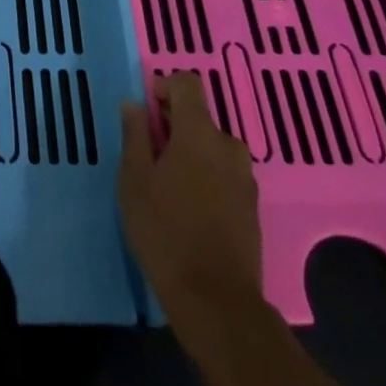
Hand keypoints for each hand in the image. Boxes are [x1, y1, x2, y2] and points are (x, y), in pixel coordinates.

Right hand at [118, 72, 264, 318]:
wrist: (216, 301)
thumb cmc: (165, 231)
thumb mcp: (134, 179)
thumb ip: (135, 135)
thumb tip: (134, 103)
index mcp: (199, 133)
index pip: (188, 84)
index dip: (164, 87)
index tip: (146, 111)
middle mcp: (228, 147)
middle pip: (200, 117)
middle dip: (174, 126)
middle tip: (149, 155)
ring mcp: (245, 178)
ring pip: (213, 148)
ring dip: (192, 153)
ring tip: (168, 184)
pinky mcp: (252, 207)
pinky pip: (225, 174)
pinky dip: (207, 176)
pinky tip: (188, 207)